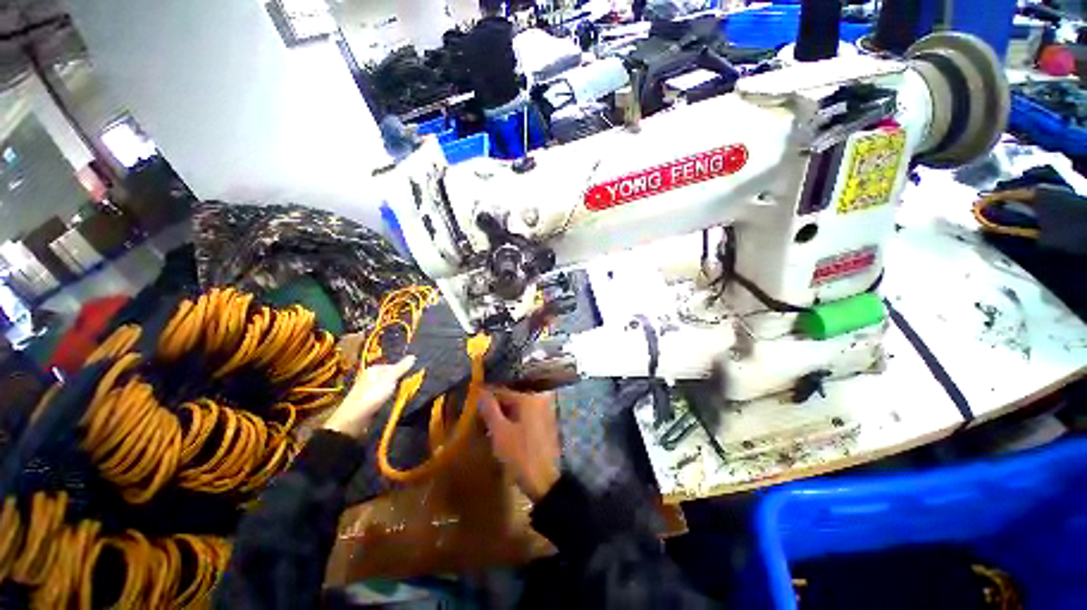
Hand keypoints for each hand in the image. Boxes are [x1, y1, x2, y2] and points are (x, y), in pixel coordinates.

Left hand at [323, 356, 415, 437]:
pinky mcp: (370, 402)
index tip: (413, 377)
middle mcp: (371, 378)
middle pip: (391, 377)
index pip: (394, 366)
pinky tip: (394, 403)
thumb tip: (413, 356)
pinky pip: (384, 397)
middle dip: (400, 381)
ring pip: (388, 387)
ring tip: (404, 395)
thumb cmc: (372, 395)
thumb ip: (401, 368)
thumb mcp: (389, 379)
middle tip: (410, 387)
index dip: (404, 371)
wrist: (354, 419)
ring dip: (396, 391)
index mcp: (374, 369)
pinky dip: (390, 399)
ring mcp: (369, 390)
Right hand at [478, 386, 559, 500]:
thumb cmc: (520, 455)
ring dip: (502, 414)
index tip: (470, 405)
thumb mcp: (500, 432)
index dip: (484, 397)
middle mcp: (538, 398)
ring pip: (516, 407)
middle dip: (494, 406)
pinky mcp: (544, 422)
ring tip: (486, 426)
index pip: (501, 390)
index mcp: (529, 397)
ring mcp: (543, 410)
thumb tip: (480, 391)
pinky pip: (524, 415)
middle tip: (478, 417)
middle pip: (510, 397)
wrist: (545, 482)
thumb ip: (489, 409)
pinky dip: (512, 420)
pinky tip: (501, 432)